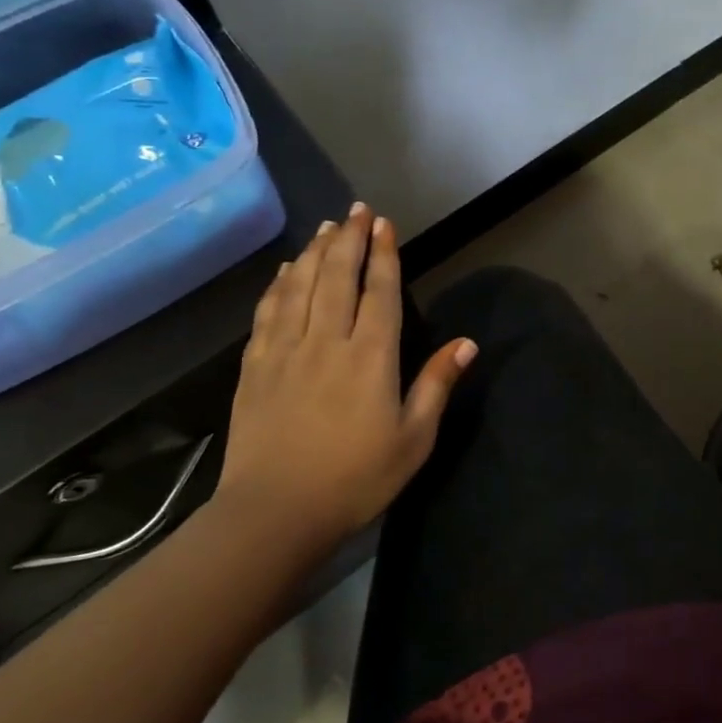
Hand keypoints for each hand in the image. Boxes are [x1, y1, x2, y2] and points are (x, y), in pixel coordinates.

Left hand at [211, 204, 474, 558]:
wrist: (276, 511)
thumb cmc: (356, 479)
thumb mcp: (414, 439)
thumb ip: (436, 385)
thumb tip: (466, 343)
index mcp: (371, 357)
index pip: (378, 292)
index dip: (383, 254)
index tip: (383, 224)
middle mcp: (327, 341)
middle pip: (337, 277)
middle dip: (349, 239)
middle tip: (357, 211)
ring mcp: (285, 350)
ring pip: (301, 287)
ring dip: (315, 252)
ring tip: (326, 228)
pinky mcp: (255, 366)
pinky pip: (268, 312)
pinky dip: (280, 284)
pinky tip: (286, 271)